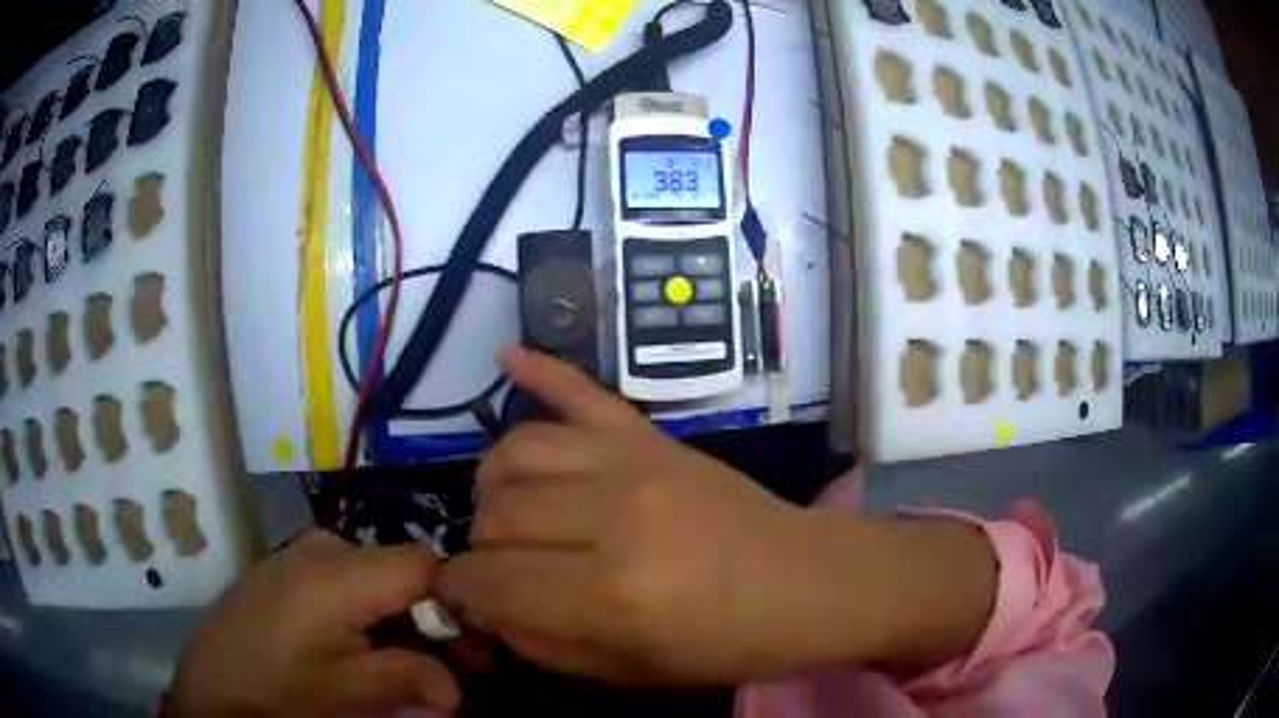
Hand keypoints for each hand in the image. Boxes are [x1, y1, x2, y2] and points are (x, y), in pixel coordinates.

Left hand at [169, 531, 461, 716]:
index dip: (457, 604)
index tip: (472, 653)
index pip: (424, 564)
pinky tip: (359, 645)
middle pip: (401, 570)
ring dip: (400, 618)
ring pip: (375, 575)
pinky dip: (369, 610)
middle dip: (431, 619)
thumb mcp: (350, 692)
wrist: (213, 679)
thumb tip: (459, 690)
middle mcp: (324, 547)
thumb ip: (411, 680)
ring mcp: (302, 552)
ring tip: (401, 663)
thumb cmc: (281, 685)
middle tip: (447, 669)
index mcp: (340, 573)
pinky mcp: (289, 565)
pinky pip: (346, 577)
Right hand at [437, 348, 856, 685]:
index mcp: (607, 595)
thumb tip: (483, 606)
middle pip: (493, 515)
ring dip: (494, 487)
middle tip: (502, 570)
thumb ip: (540, 643)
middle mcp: (610, 518)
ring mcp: (631, 462)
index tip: (462, 598)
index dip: (459, 591)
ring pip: (515, 452)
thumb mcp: (627, 673)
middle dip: (481, 548)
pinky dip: (539, 371)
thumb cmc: (723, 644)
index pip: (486, 580)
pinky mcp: (650, 435)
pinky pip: (581, 390)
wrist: (804, 583)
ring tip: (508, 512)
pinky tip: (505, 359)